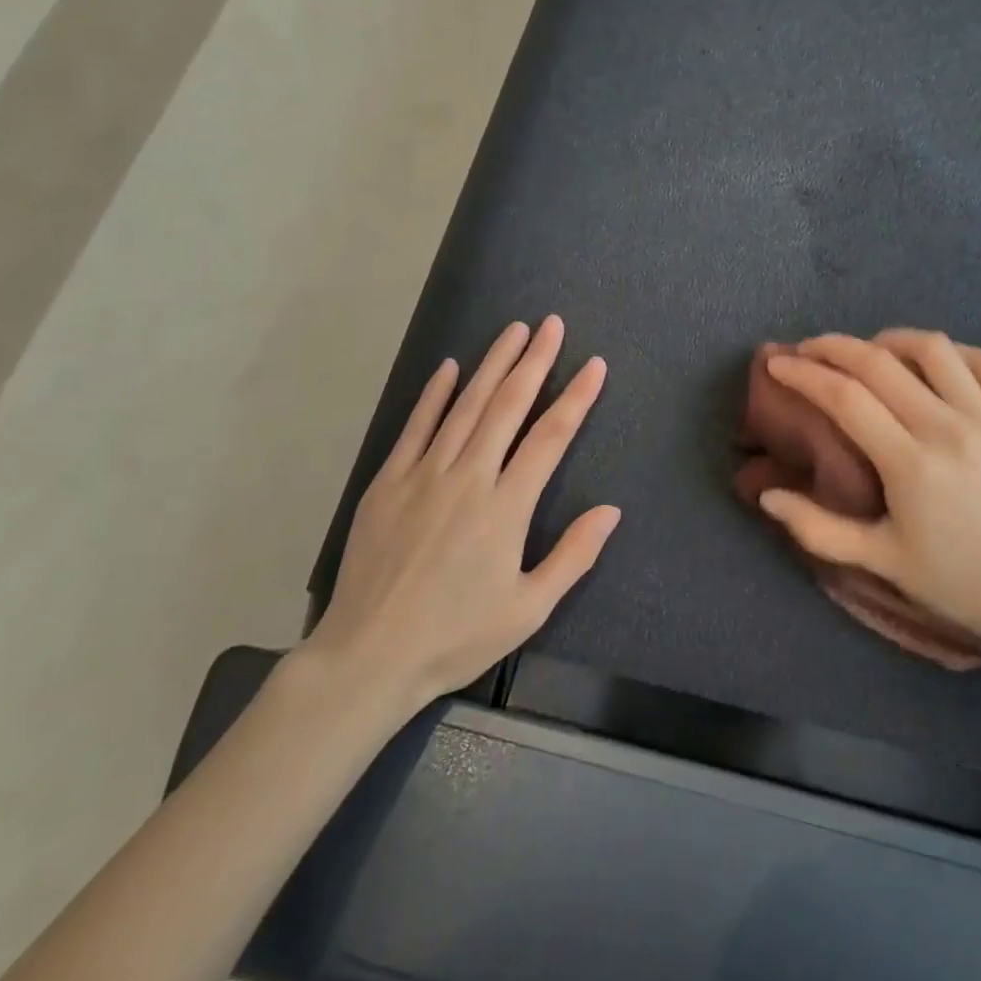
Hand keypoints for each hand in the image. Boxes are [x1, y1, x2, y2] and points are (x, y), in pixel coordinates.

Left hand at [304, 315, 617, 710]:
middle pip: (508, 406)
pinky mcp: (388, 481)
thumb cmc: (456, 636)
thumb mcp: (528, 608)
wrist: (370, 655)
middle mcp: (468, 477)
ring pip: (466, 406)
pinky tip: (449, 368)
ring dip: (492, 364)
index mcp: (506, 507)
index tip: (594, 365)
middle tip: (552, 325)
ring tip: (514, 331)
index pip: (550, 437)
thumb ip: (574, 555)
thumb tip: (611, 510)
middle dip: (534, 361)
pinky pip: (416, 427)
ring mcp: (424, 474)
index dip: (576, 398)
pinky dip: (434, 394)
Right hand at [758, 330, 980, 669]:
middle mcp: (949, 430)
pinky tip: (932, 362)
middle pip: (879, 363)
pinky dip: (951, 351)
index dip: (804, 373)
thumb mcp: (879, 561)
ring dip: (890, 340)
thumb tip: (766, 496)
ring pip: (933, 349)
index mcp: (910, 466)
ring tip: (868, 351)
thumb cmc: (955, 580)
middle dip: (833, 347)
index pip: (845, 398)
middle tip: (808, 349)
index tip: (778, 363)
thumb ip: (817, 529)